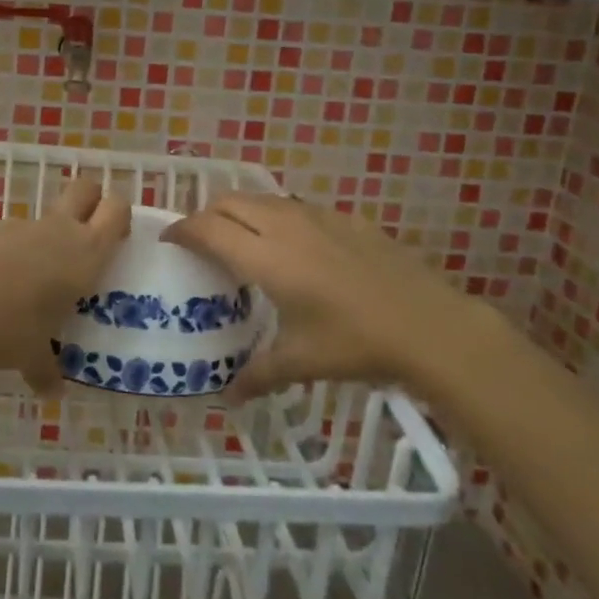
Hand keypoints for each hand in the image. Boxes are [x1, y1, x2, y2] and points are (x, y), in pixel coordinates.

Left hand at [0, 177, 129, 392]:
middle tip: (88, 236)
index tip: (117, 239)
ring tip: (37, 279)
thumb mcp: (31, 356)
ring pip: (46, 216)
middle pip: (85, 189)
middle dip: (91, 202)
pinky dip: (13, 251)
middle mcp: (57, 231)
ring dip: (48, 236)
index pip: (116, 210)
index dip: (119, 217)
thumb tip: (50, 391)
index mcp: (85, 253)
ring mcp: (20, 227)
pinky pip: (12, 235)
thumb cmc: (8, 328)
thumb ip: (46, 370)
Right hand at [162, 193, 496, 403]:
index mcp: (265, 258)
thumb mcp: (301, 362)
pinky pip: (296, 206)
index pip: (208, 229)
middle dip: (207, 214)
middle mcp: (285, 227)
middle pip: (230, 202)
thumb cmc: (356, 344)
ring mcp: (318, 217)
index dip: (182, 229)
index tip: (169, 239)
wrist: (430, 326)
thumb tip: (227, 399)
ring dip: (242, 211)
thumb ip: (257, 375)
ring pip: (263, 199)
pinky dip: (278, 216)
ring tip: (243, 239)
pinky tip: (294, 246)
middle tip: (202, 241)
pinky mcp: (346, 218)